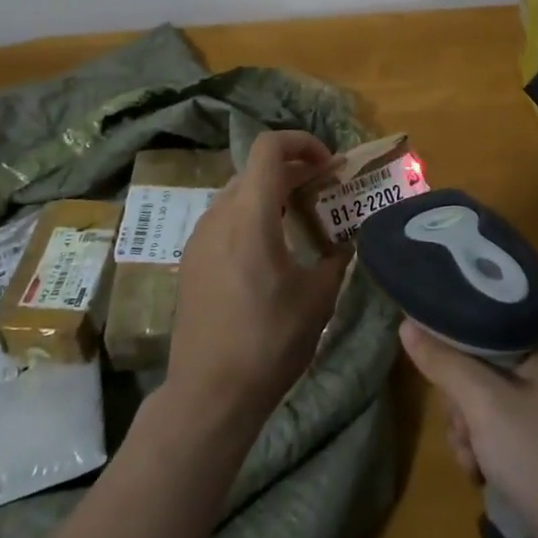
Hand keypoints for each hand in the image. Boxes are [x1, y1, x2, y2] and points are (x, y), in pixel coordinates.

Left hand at [168, 130, 347, 426]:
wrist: (209, 394)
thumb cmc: (269, 341)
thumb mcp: (318, 297)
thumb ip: (336, 257)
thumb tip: (347, 242)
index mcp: (251, 215)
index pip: (269, 147)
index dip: (302, 142)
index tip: (328, 166)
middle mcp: (219, 216)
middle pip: (255, 168)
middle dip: (293, 170)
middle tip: (323, 193)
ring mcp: (199, 237)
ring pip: (238, 192)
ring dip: (271, 193)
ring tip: (299, 222)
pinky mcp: (190, 260)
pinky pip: (224, 219)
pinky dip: (251, 216)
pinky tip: (268, 252)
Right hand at [400, 318, 537, 537]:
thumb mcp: (485, 405)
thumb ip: (444, 362)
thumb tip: (407, 325)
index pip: (494, 306)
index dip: (459, 325)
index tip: (435, 348)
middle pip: (485, 355)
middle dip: (462, 394)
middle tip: (462, 422)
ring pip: (489, 395)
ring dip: (470, 427)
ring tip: (472, 459)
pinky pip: (504, 425)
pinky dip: (487, 447)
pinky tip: (481, 475)